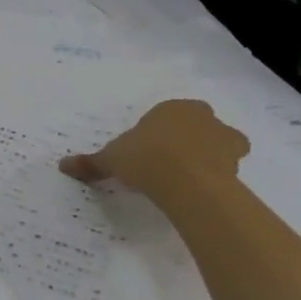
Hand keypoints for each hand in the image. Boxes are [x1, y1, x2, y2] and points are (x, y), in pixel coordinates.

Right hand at [59, 99, 249, 198]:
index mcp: (172, 108)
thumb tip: (62, 165)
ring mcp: (225, 138)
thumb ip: (91, 162)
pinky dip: (219, 176)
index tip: (147, 153)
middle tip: (170, 164)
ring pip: (221, 144)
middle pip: (198, 126)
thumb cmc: (146, 158)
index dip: (157, 134)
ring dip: (210, 157)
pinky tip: (202, 191)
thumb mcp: (111, 159)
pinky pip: (229, 168)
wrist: (187, 181)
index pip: (166, 116)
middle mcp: (202, 117)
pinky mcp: (238, 163)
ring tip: (190, 179)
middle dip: (189, 140)